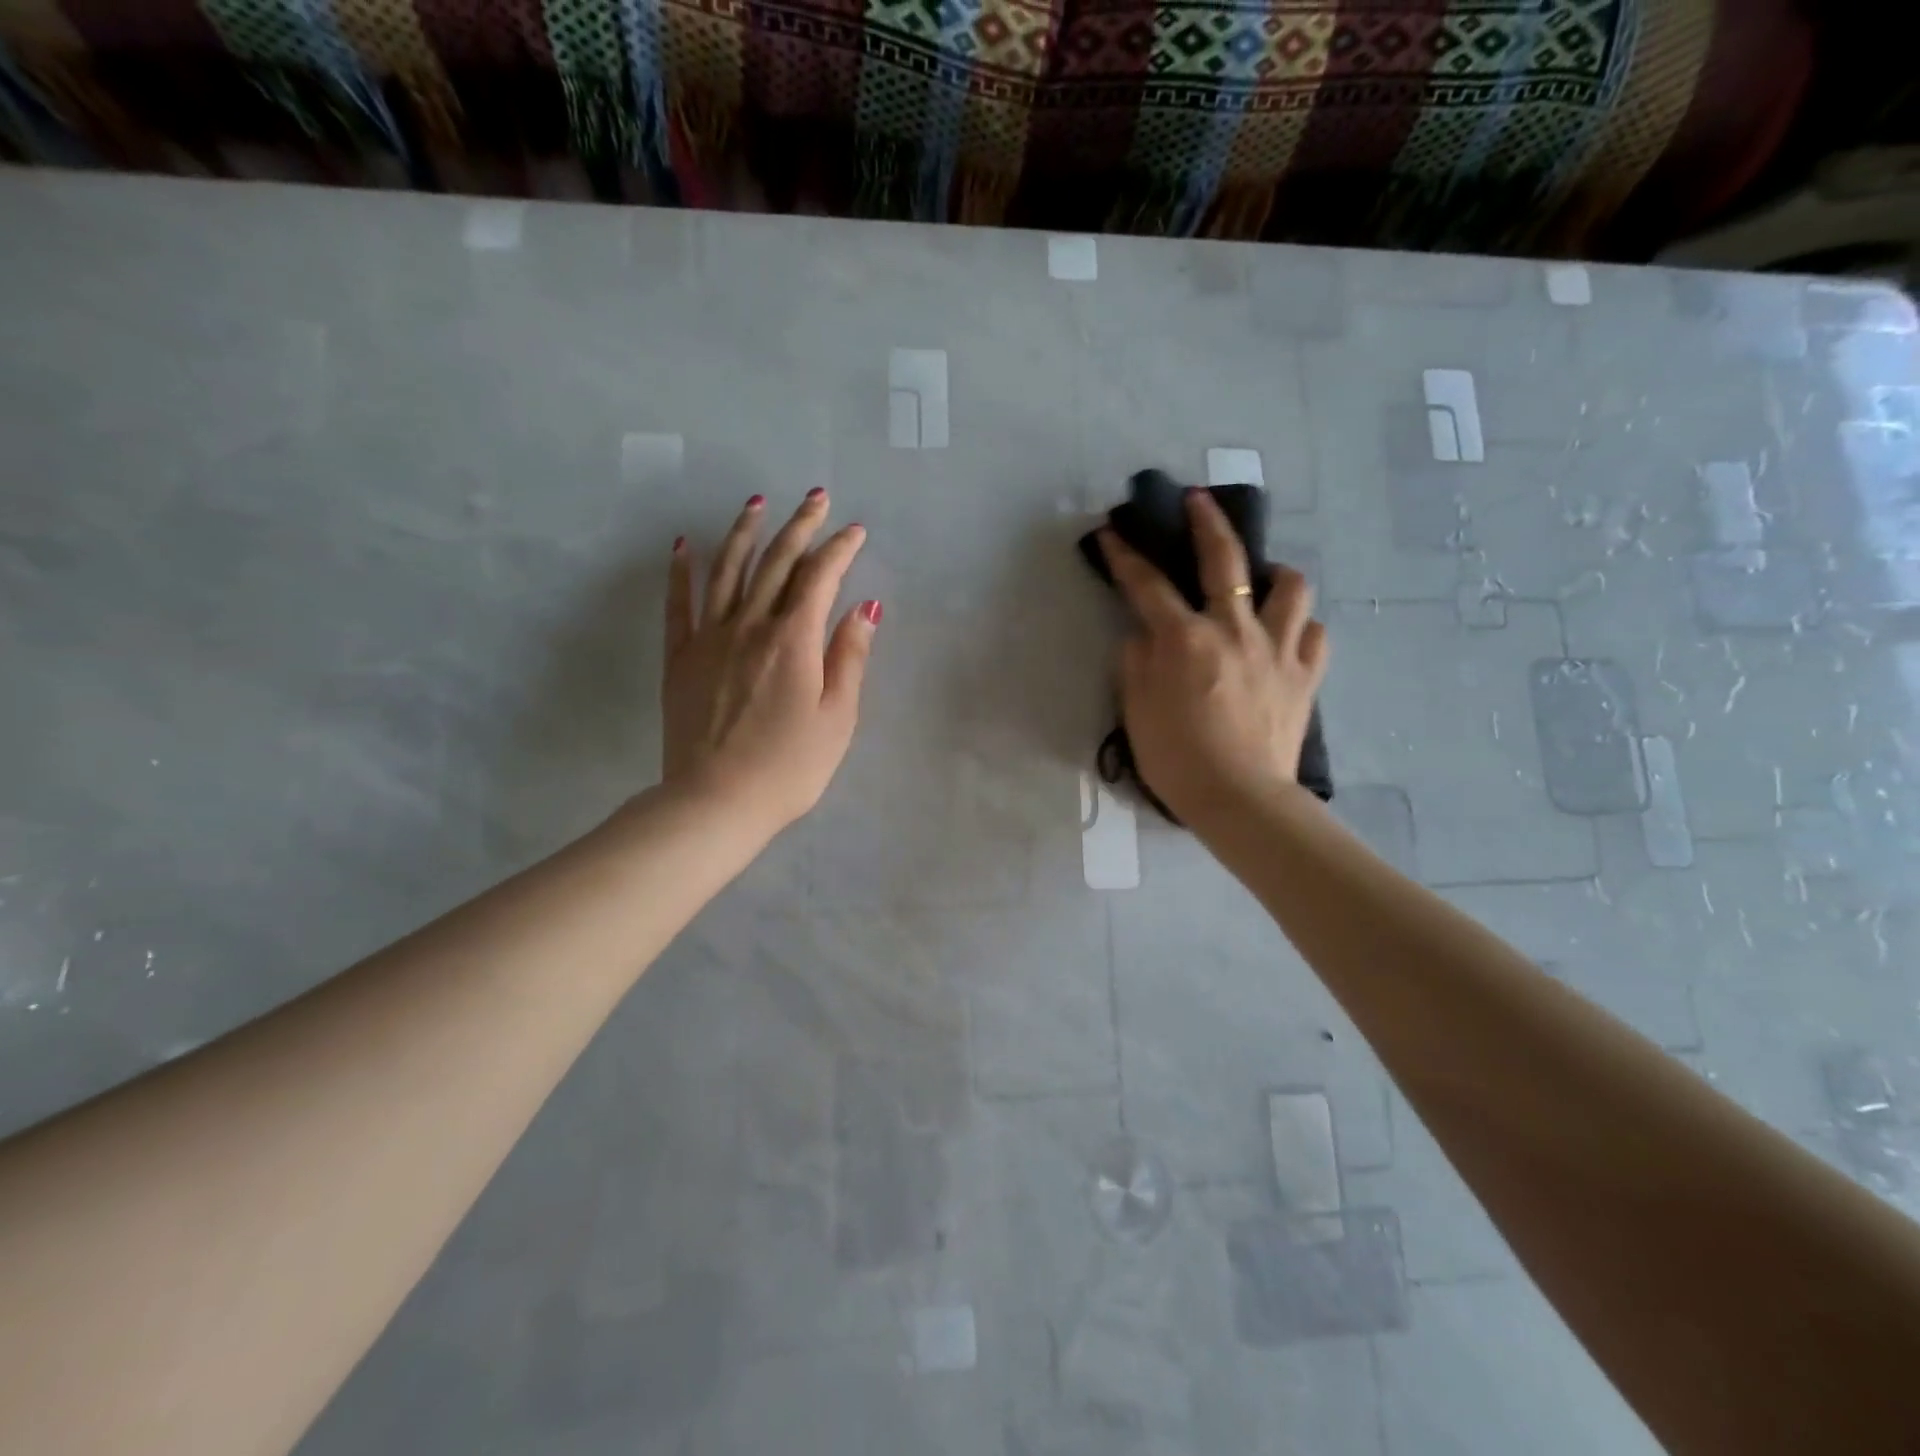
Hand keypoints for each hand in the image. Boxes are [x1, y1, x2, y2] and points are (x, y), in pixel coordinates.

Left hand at [662, 490, 878, 833]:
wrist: (716, 802)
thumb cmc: (789, 767)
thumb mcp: (838, 718)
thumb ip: (850, 657)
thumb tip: (865, 608)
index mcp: (793, 640)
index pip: (820, 577)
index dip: (839, 549)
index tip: (855, 530)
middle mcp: (750, 626)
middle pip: (776, 563)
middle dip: (799, 526)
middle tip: (815, 497)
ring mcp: (709, 638)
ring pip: (726, 570)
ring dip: (744, 532)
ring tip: (756, 502)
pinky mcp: (680, 658)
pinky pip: (678, 604)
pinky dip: (680, 571)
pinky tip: (681, 545)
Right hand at [1098, 489, 1327, 831]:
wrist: (1240, 800)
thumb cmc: (1178, 759)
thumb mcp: (1135, 711)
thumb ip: (1135, 663)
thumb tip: (1143, 636)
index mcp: (1185, 639)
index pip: (1147, 585)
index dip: (1125, 556)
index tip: (1112, 532)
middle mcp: (1234, 629)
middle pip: (1224, 559)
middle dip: (1207, 522)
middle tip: (1198, 500)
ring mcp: (1278, 649)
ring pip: (1290, 587)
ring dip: (1274, 573)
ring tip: (1263, 578)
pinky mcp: (1305, 675)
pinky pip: (1315, 635)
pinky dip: (1301, 627)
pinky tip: (1288, 635)